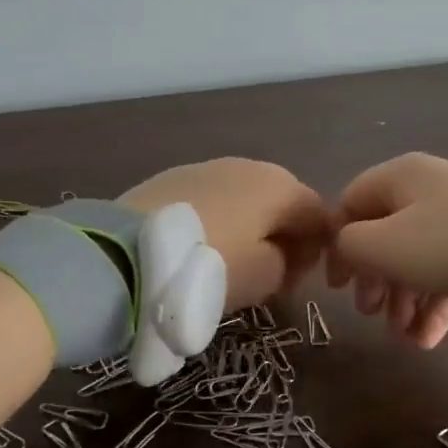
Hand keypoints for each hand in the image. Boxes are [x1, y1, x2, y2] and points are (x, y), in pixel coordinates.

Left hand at [120, 159, 328, 312]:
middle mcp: (249, 165)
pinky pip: (212, 200)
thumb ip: (288, 264)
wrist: (128, 252)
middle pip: (281, 202)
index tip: (296, 281)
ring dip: (248, 228)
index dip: (316, 250)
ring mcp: (207, 167)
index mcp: (280, 186)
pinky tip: (199, 246)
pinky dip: (217, 221)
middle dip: (282, 237)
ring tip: (229, 263)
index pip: (318, 214)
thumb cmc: (210, 266)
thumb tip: (282, 253)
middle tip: (267, 275)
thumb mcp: (265, 278)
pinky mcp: (172, 177)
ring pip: (244, 199)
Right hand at [328, 153, 447, 347]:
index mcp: (401, 177)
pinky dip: (434, 305)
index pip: (351, 204)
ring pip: (417, 261)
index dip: (337, 245)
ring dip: (402, 301)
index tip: (337, 286)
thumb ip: (349, 245)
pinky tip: (426, 340)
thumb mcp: (383, 245)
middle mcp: (430, 190)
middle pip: (385, 236)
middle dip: (374, 281)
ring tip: (403, 336)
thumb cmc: (446, 244)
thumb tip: (348, 249)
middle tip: (368, 313)